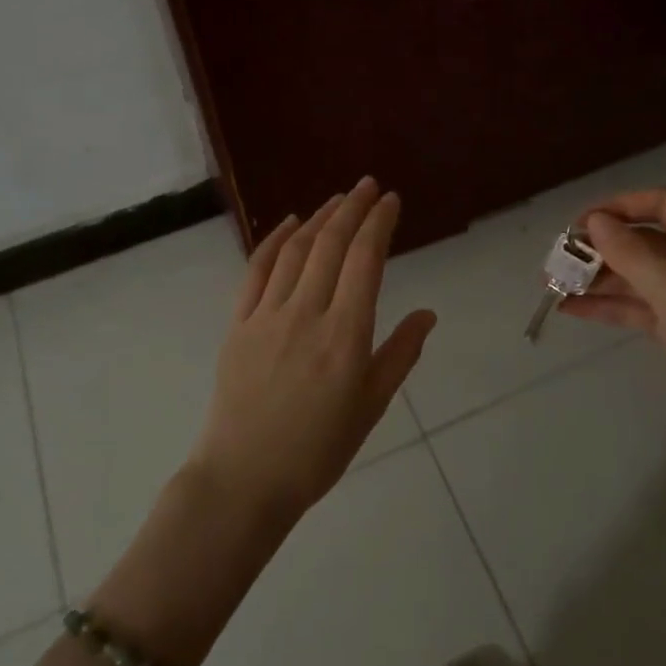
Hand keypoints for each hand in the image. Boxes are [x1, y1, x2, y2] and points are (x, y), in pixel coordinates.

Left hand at [188, 178, 435, 519]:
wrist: (245, 479)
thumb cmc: (318, 450)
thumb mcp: (371, 406)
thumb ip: (400, 354)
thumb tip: (428, 313)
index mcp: (345, 334)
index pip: (365, 260)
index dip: (379, 223)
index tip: (391, 200)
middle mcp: (307, 313)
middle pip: (331, 244)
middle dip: (353, 208)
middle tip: (368, 185)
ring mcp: (267, 315)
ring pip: (296, 251)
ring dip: (319, 218)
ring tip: (338, 199)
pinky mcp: (238, 324)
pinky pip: (256, 271)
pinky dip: (274, 241)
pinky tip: (289, 224)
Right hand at [560, 188, 665, 445]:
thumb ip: (634, 256)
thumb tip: (594, 221)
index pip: (665, 204)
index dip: (621, 206)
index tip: (578, 224)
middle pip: (647, 239)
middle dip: (602, 246)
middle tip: (556, 259)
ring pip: (639, 274)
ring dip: (598, 277)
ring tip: (552, 284)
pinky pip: (639, 306)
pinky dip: (608, 306)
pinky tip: (570, 310)